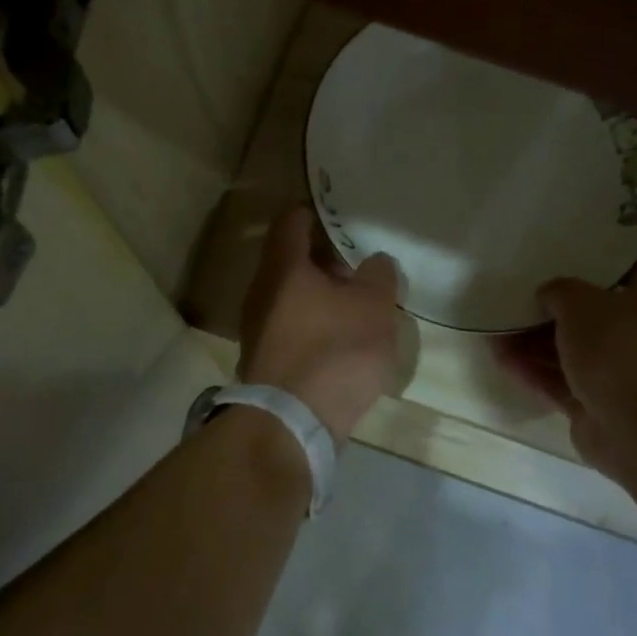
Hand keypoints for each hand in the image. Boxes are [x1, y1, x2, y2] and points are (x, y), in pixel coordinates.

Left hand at [239, 208, 401, 443]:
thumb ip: (378, 275)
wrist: (294, 422)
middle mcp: (261, 291)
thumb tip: (374, 262)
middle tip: (359, 266)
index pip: (292, 220)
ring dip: (321, 296)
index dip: (317, 213)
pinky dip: (313, 324)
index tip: (343, 217)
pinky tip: (341, 340)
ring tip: (356, 305)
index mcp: (283, 267)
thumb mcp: (374, 306)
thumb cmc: (336, 350)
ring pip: (291, 296)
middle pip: (291, 260)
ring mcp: (258, 328)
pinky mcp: (265, 360)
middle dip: (325, 260)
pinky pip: (291, 327)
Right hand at [495, 256, 636, 479]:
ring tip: (495, 328)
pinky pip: (558, 381)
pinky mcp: (593, 404)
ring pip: (569, 350)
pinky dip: (532, 370)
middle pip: (590, 313)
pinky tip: (499, 358)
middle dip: (552, 307)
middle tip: (515, 294)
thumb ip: (560, 290)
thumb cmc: (620, 349)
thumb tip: (548, 295)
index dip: (601, 260)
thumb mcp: (582, 303)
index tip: (565, 255)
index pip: (632, 267)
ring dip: (533, 341)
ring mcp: (615, 371)